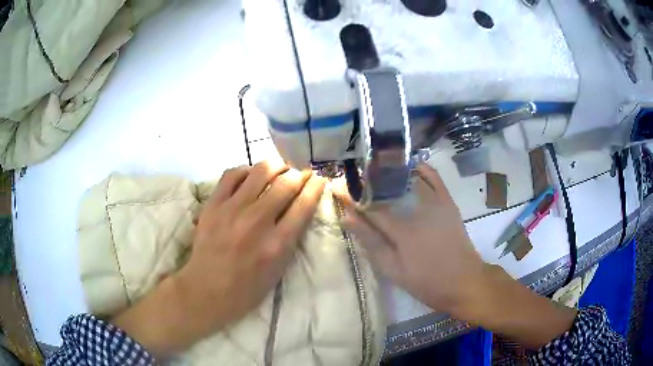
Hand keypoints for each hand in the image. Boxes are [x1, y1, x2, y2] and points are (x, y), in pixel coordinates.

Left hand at [113, 160, 325, 355]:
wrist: (206, 290)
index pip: (304, 205)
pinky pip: (232, 174)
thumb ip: (291, 238)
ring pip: (261, 171)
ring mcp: (232, 210)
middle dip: (299, 174)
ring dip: (276, 166)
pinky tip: (251, 176)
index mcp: (277, 244)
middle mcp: (257, 222)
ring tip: (279, 170)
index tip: (319, 179)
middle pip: (286, 183)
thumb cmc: (247, 288)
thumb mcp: (278, 270)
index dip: (316, 186)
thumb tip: (300, 207)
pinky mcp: (213, 205)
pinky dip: (247, 170)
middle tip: (300, 176)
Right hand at [334, 163, 484, 314]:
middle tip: (353, 181)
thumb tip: (348, 217)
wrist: (464, 281)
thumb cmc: (426, 281)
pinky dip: (420, 168)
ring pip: (408, 178)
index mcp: (402, 230)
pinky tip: (408, 167)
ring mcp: (436, 203)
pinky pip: (434, 177)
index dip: (351, 196)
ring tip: (375, 174)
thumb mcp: (393, 269)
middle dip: (367, 181)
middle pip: (387, 188)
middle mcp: (418, 209)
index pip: (370, 207)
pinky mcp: (448, 202)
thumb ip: (371, 241)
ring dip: (389, 173)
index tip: (336, 186)